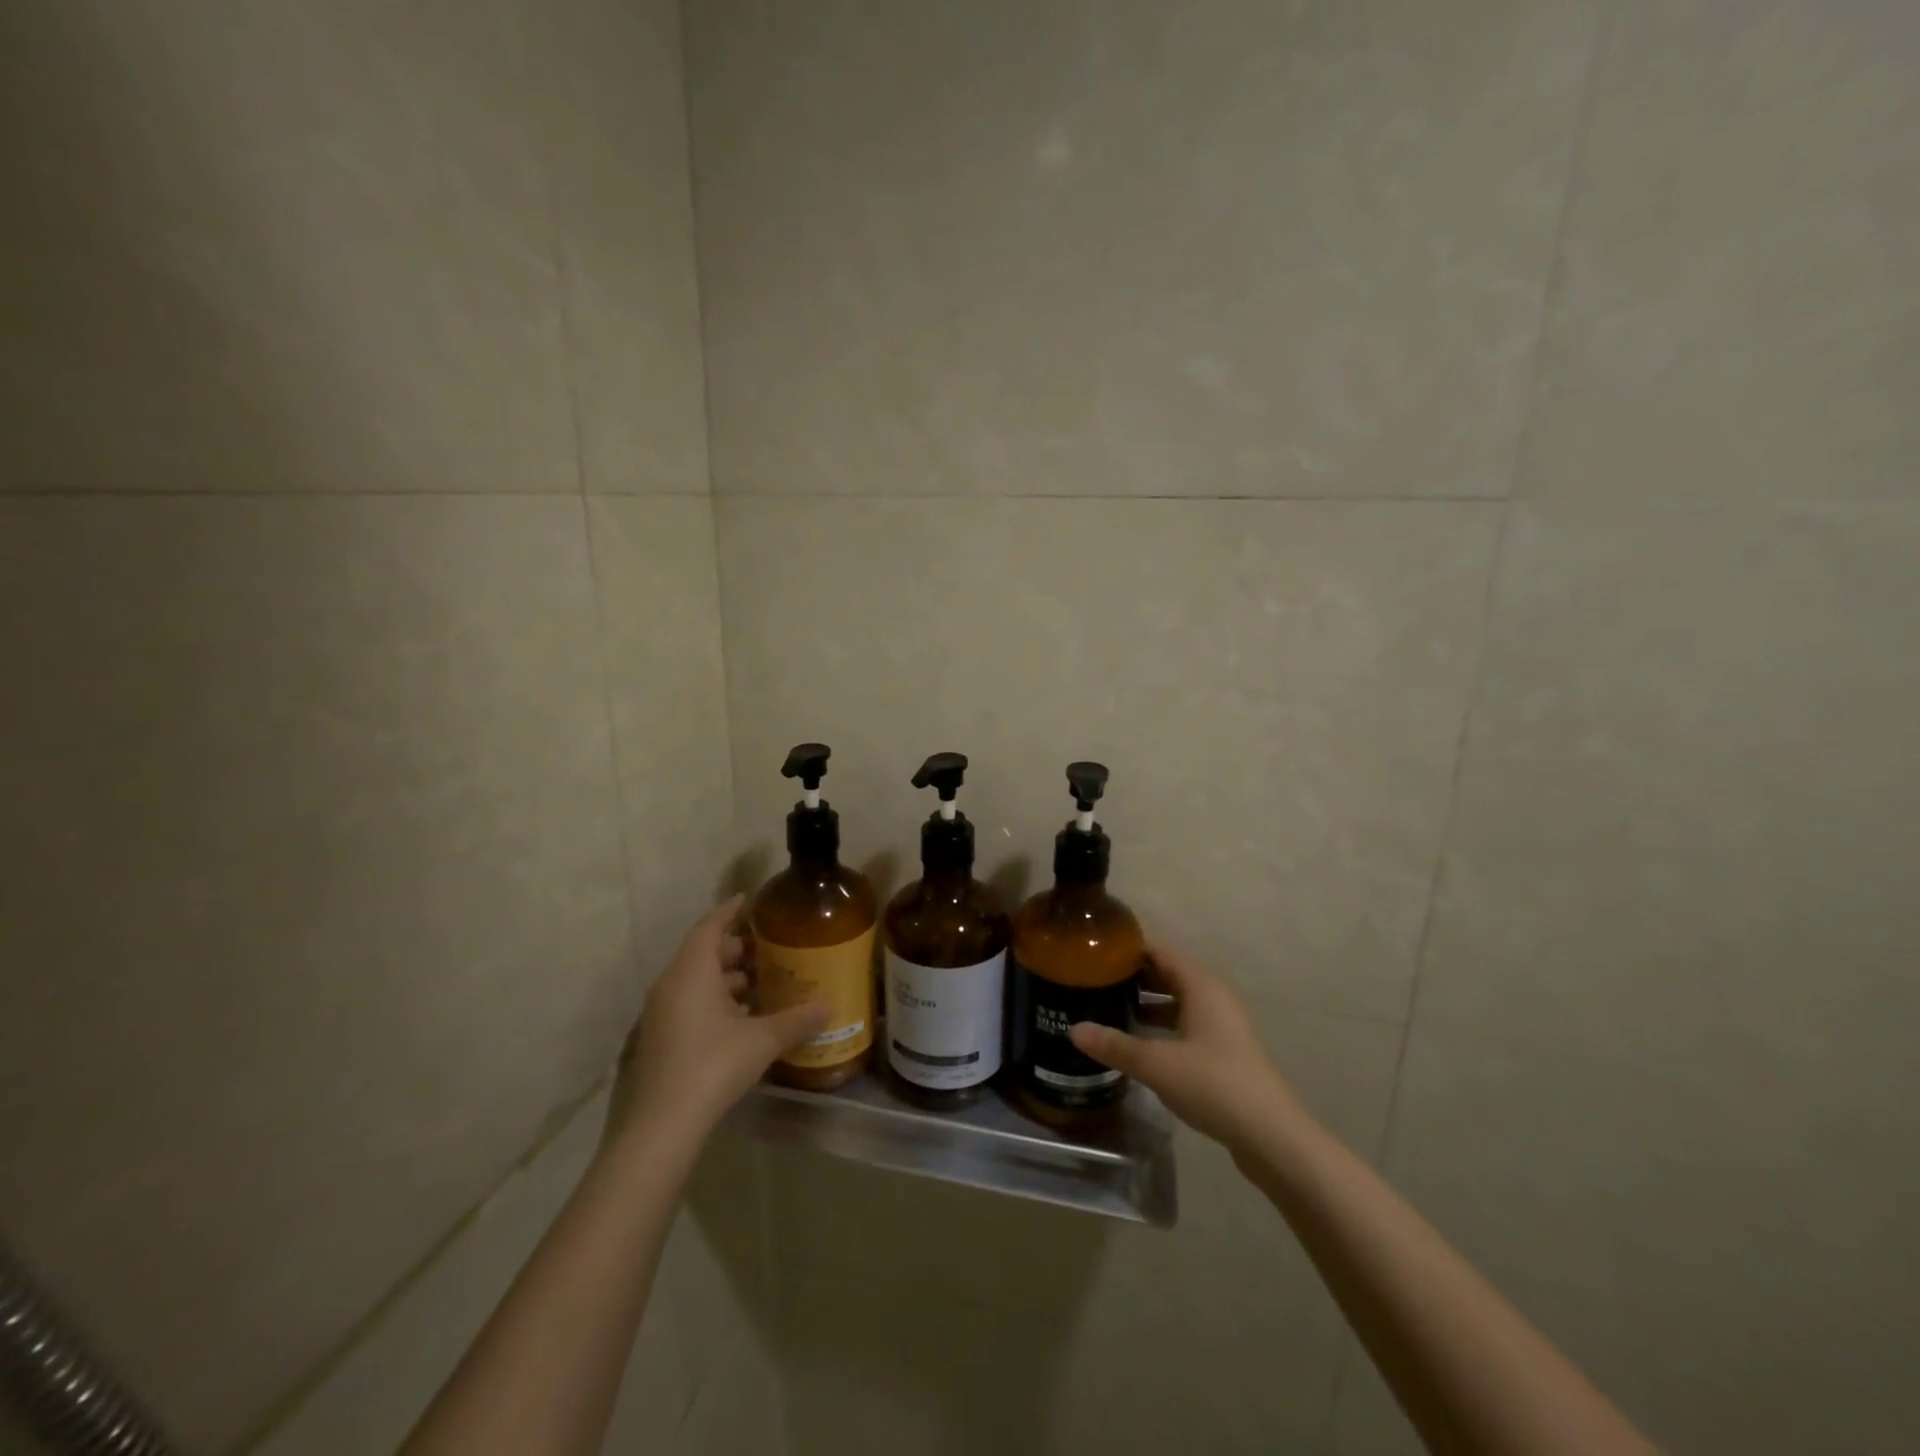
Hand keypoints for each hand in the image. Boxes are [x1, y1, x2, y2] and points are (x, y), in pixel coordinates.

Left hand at [609, 896, 828, 1147]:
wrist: (663, 1125)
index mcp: (692, 971)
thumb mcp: (762, 1039)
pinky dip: (716, 1001)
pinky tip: (744, 1018)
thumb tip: (828, 1007)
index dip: (730, 910)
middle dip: (737, 949)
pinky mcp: (662, 1039)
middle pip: (704, 953)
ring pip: (697, 981)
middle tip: (770, 949)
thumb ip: (797, 1020)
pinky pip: (691, 1004)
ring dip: (727, 978)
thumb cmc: (714, 1064)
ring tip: (763, 983)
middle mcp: (672, 985)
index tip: (749, 899)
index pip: (710, 926)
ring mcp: (662, 1013)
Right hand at [1069, 942, 1296, 1155]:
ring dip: (1146, 1002)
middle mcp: (1212, 996)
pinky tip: (1136, 1041)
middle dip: (1132, 975)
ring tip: (1106, 1006)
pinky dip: (1160, 1025)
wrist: (1271, 1135)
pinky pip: (1184, 1023)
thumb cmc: (1214, 1084)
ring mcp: (1221, 1025)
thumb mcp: (1157, 1064)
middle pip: (1167, 973)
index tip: (1094, 950)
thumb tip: (1073, 1030)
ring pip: (1176, 1000)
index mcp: (1200, 985)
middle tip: (1092, 979)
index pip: (1159, 951)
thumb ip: (1115, 1045)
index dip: (1127, 947)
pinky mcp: (1223, 1050)